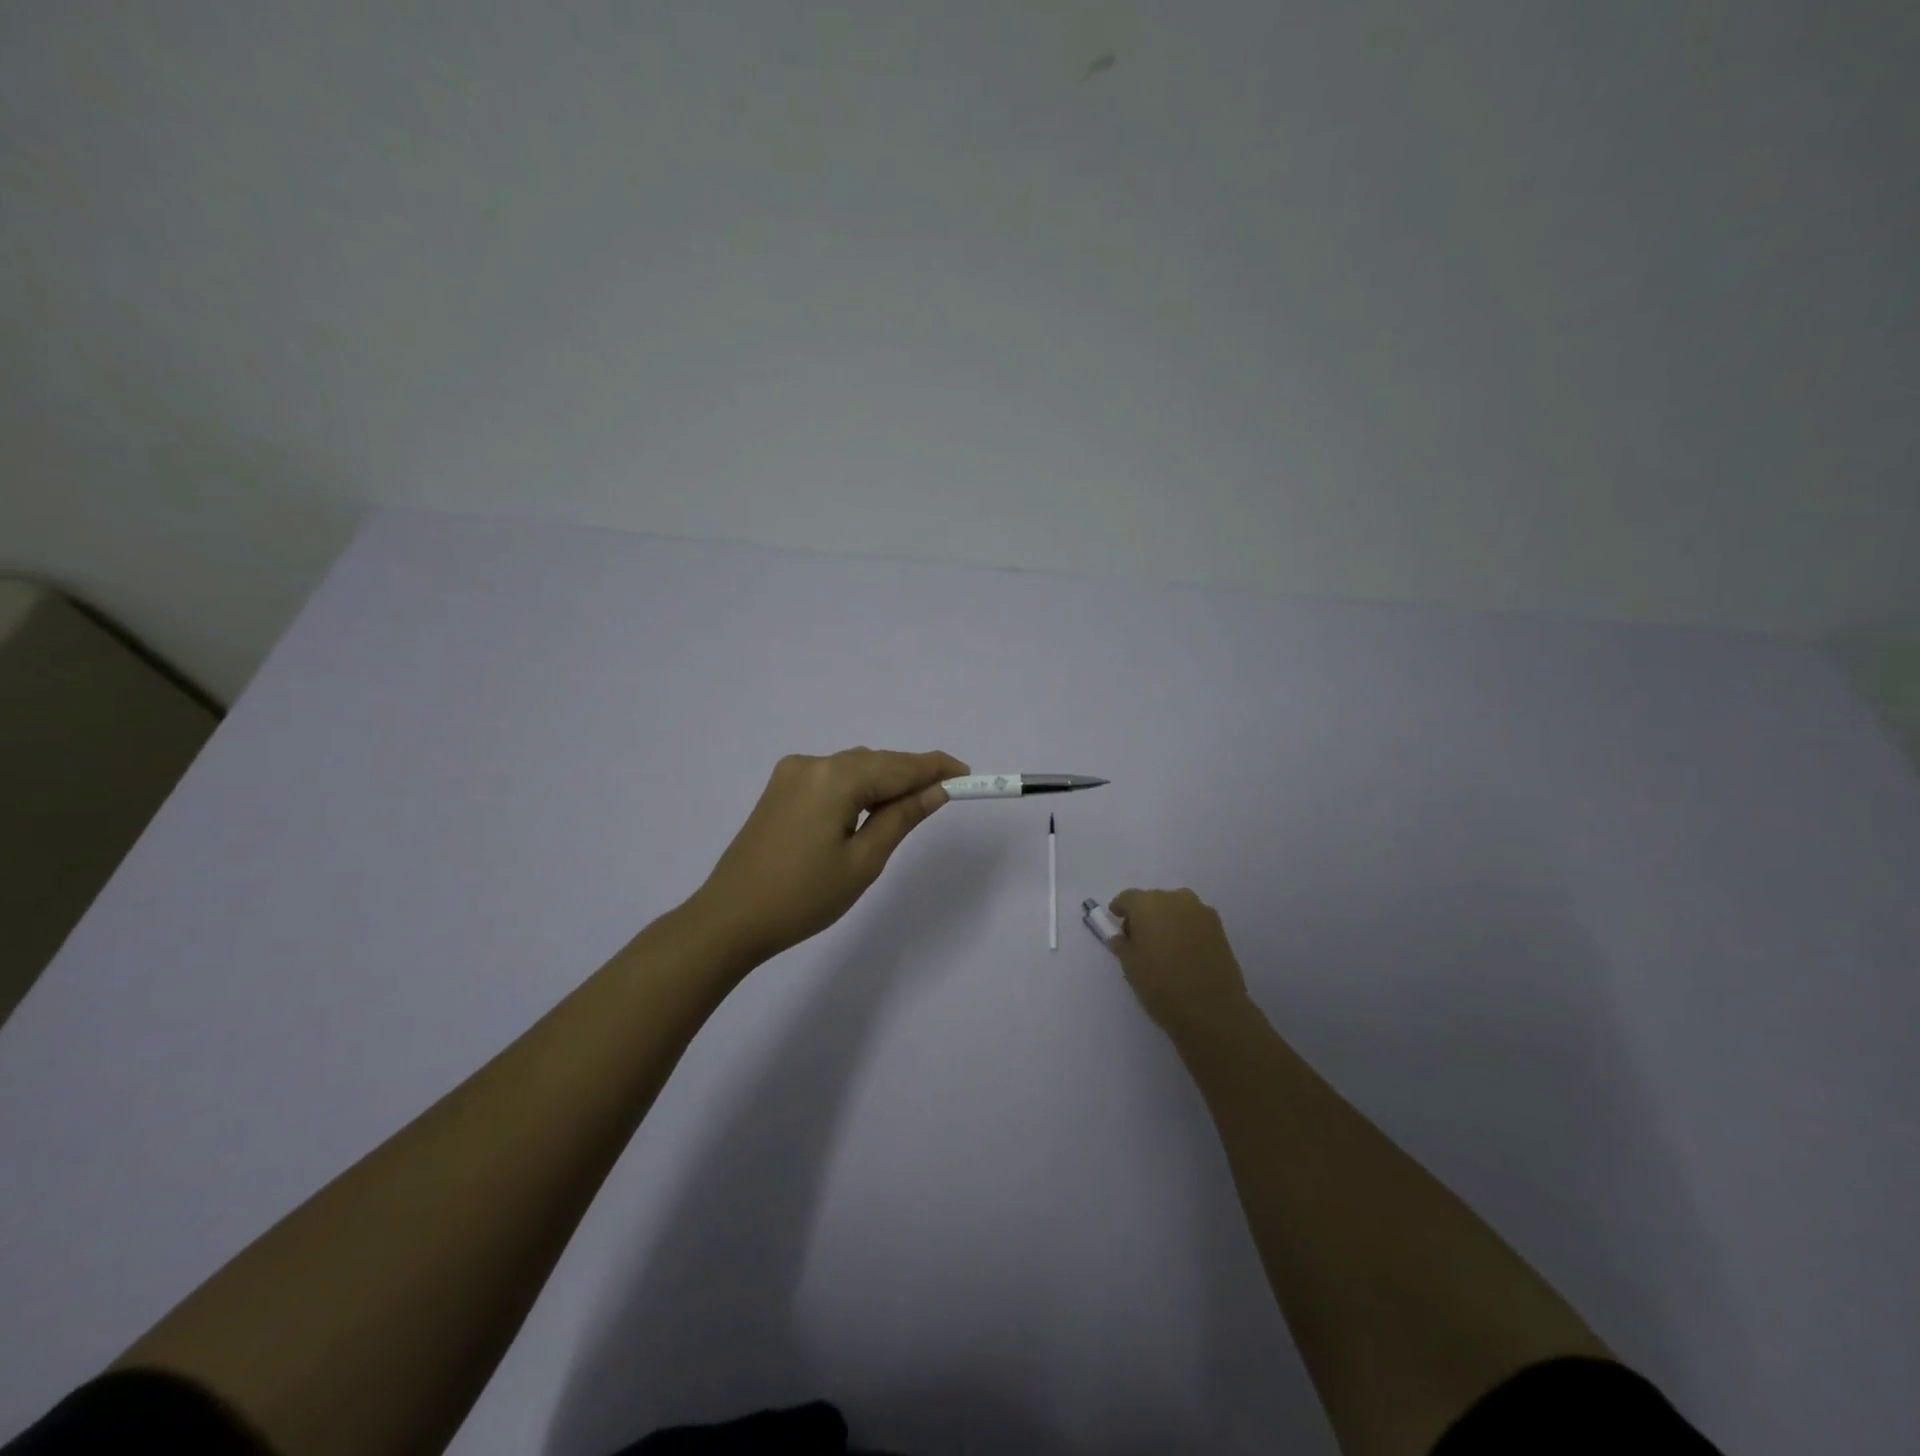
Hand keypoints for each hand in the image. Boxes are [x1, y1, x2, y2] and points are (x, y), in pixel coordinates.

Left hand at [689, 748, 969, 965]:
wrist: (730, 919)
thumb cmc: (803, 897)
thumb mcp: (864, 861)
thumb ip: (902, 817)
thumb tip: (936, 790)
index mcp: (834, 778)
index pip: (898, 766)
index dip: (935, 768)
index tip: (968, 774)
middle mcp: (811, 763)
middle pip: (875, 762)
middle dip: (910, 775)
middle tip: (944, 796)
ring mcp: (791, 774)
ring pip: (853, 768)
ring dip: (883, 782)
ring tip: (909, 809)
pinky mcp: (779, 789)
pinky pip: (831, 778)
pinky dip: (857, 789)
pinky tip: (867, 811)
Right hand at [1103, 888, 1255, 1035]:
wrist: (1212, 1009)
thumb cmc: (1161, 986)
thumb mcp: (1130, 966)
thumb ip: (1122, 945)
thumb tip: (1121, 938)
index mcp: (1147, 904)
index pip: (1127, 898)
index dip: (1120, 909)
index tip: (1117, 921)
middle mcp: (1175, 898)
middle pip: (1153, 901)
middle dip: (1145, 916)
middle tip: (1140, 940)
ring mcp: (1201, 911)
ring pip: (1176, 909)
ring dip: (1167, 921)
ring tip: (1164, 947)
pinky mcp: (1219, 927)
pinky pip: (1194, 921)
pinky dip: (1186, 930)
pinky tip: (1184, 952)